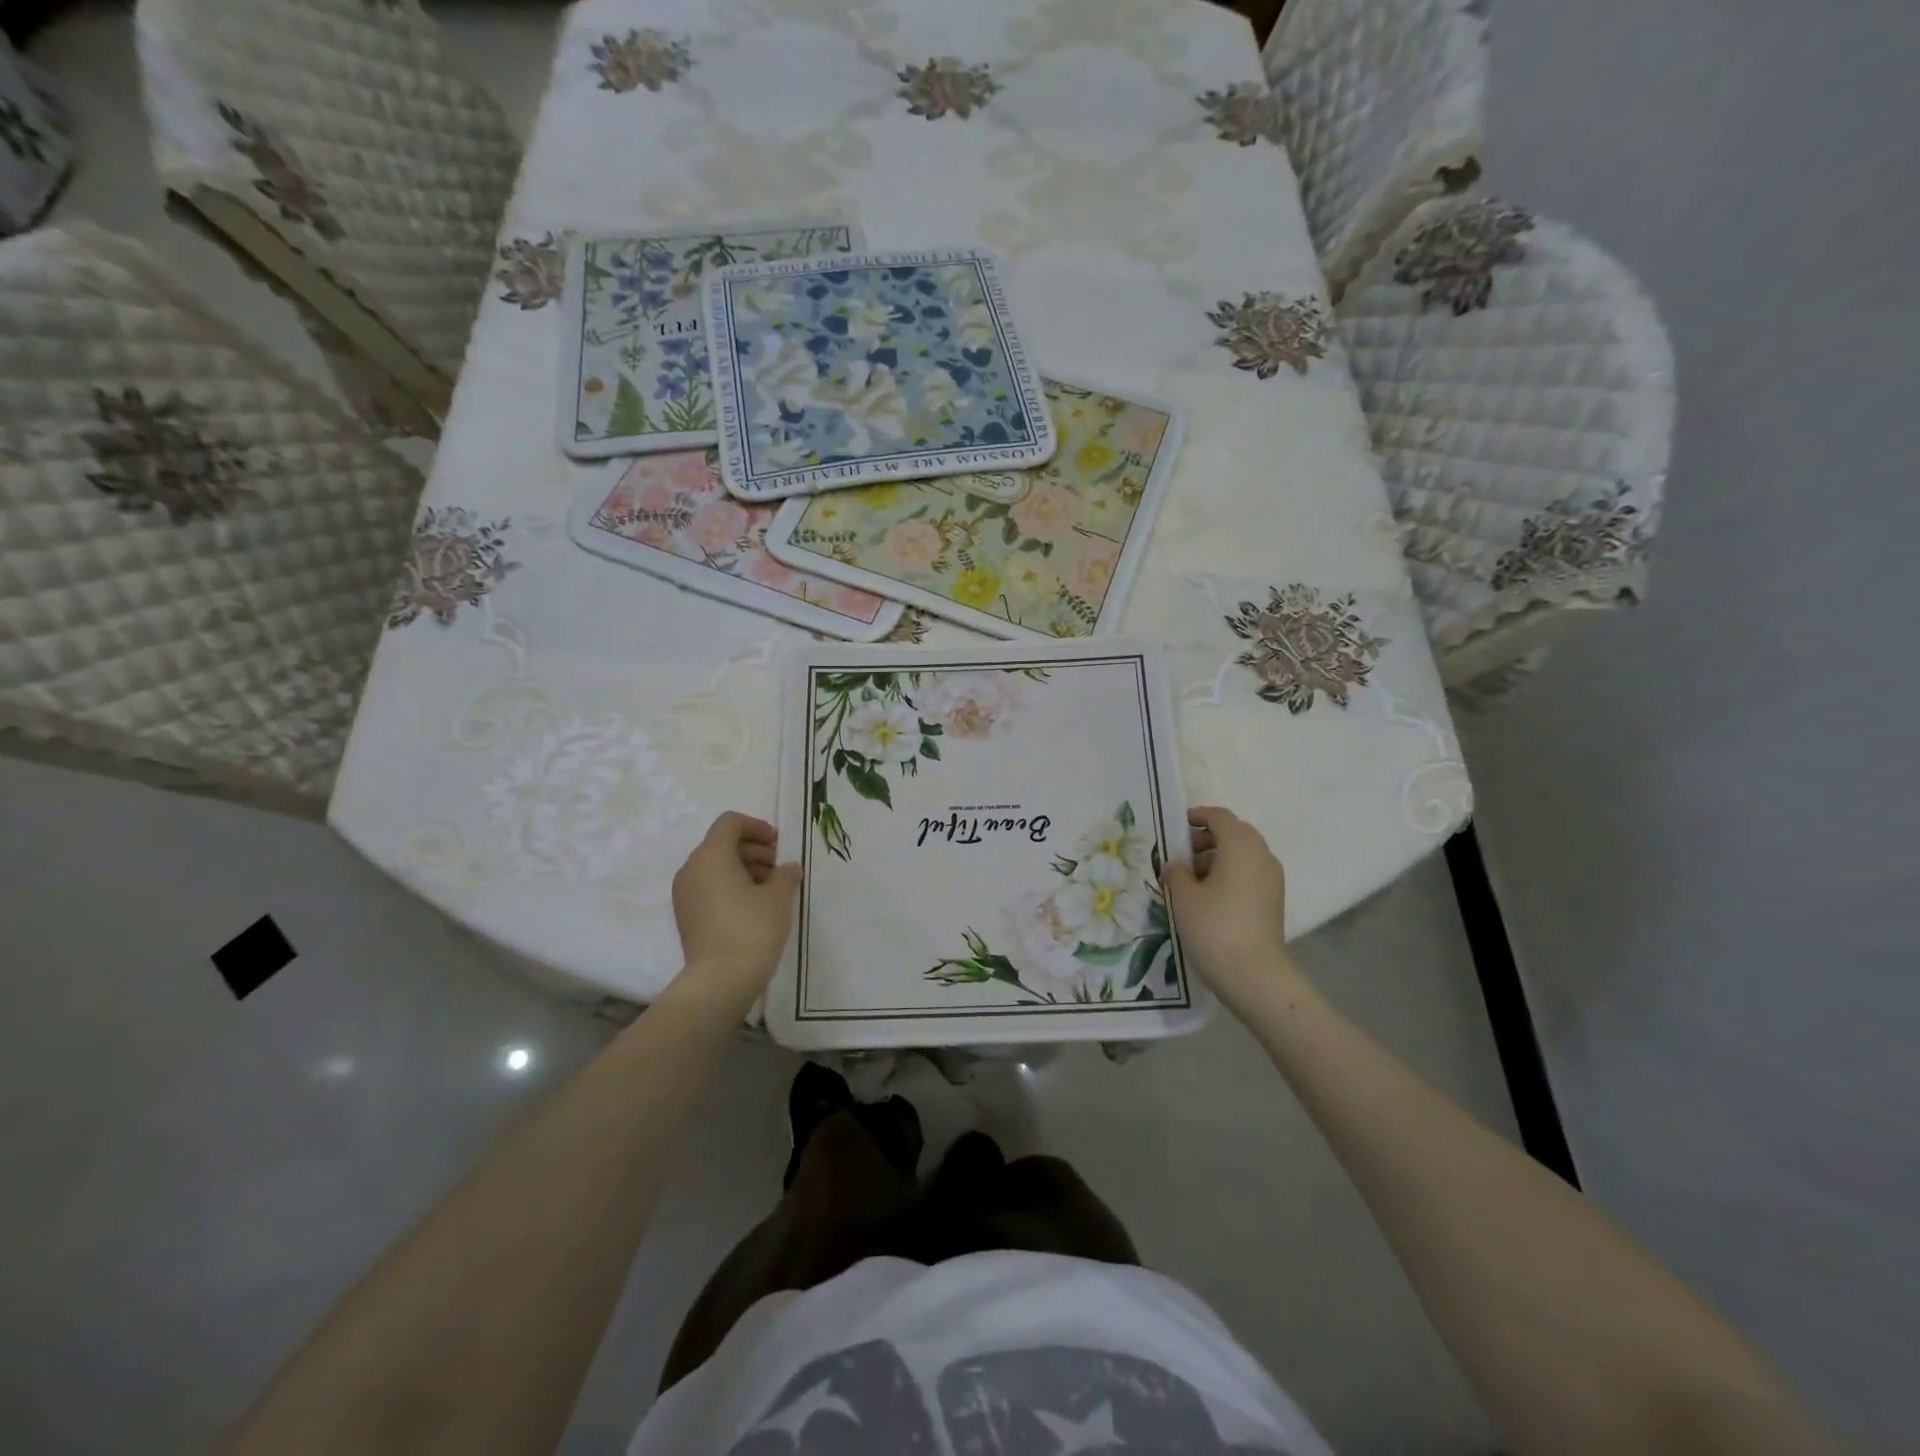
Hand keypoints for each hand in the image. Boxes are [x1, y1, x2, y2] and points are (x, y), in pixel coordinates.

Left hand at [671, 812, 800, 1008]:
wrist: (720, 980)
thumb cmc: (752, 929)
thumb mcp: (779, 896)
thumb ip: (785, 874)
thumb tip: (788, 868)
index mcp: (711, 855)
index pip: (730, 823)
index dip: (757, 827)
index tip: (778, 845)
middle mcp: (691, 868)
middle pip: (722, 844)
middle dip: (753, 850)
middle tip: (778, 869)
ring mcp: (684, 893)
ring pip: (715, 866)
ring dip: (744, 868)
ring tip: (770, 889)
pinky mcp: (686, 915)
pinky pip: (708, 887)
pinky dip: (730, 886)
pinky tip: (754, 906)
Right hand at [1160, 806, 1300, 1014]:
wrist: (1254, 975)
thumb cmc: (1214, 927)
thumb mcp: (1183, 896)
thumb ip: (1175, 872)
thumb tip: (1176, 866)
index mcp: (1240, 845)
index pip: (1219, 816)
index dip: (1197, 816)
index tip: (1175, 827)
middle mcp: (1261, 854)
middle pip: (1234, 833)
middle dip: (1206, 838)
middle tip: (1180, 855)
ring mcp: (1272, 878)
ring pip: (1242, 854)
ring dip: (1217, 857)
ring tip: (1190, 879)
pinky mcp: (1273, 899)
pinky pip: (1249, 873)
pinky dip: (1229, 874)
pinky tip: (1208, 896)